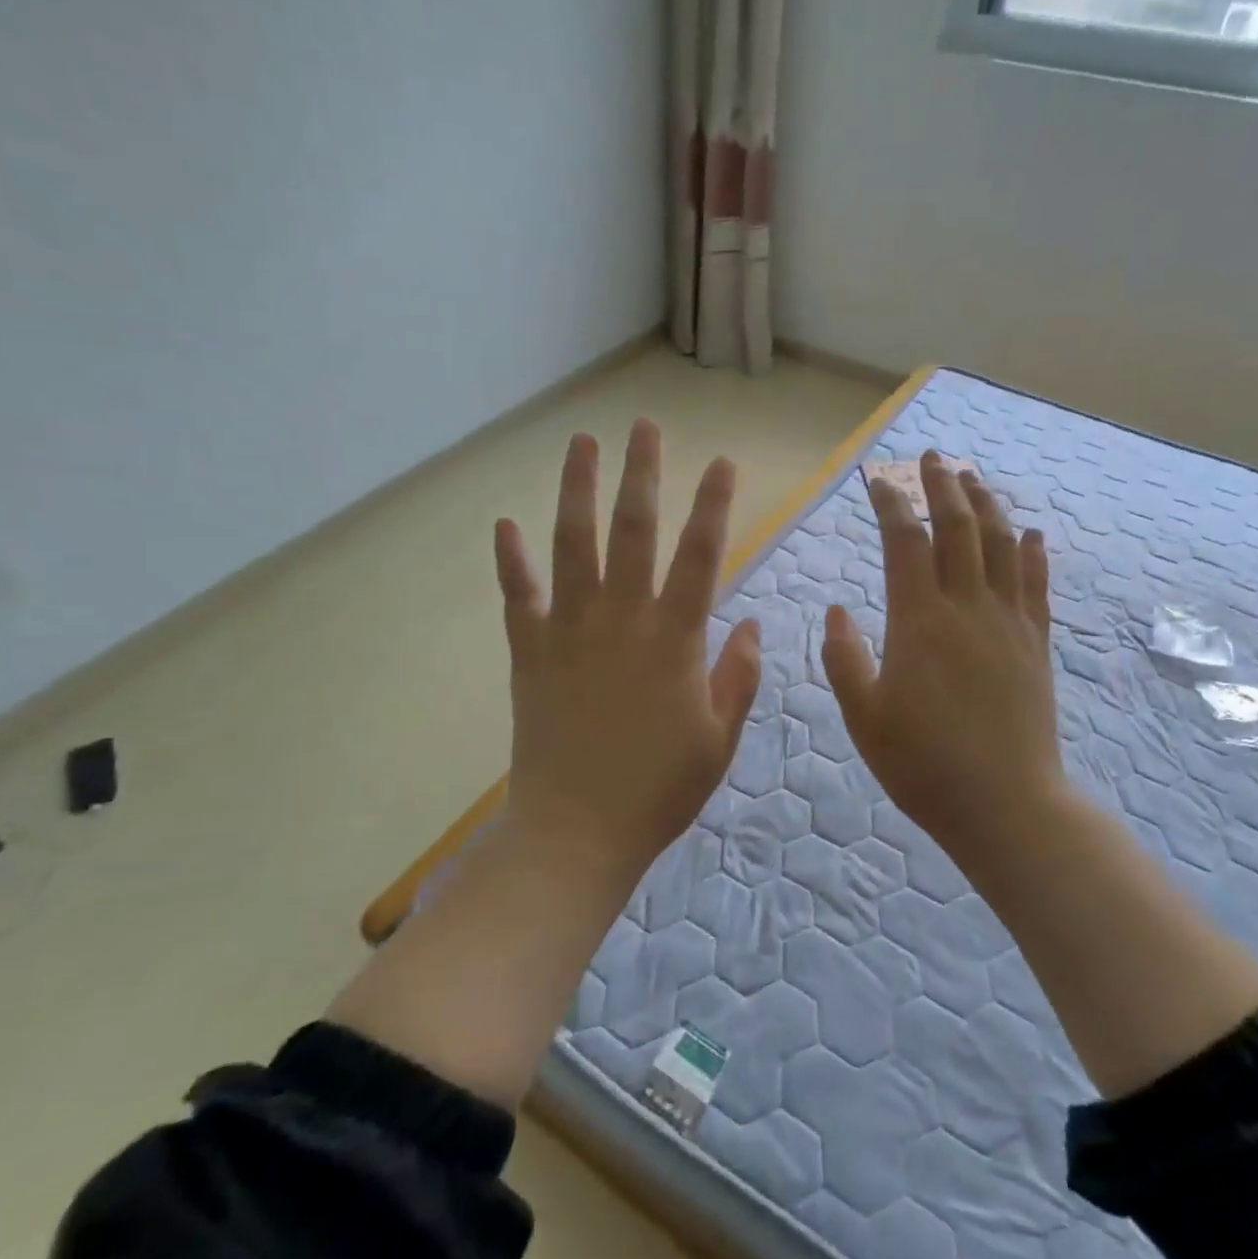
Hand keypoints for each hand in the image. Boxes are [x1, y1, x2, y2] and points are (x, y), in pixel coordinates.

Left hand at [493, 419, 760, 867]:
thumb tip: (753, 626)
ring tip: (581, 443)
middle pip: (633, 532)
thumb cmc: (659, 790)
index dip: (713, 505)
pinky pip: (517, 597)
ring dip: (577, 490)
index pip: (701, 556)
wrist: (577, 832)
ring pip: (572, 545)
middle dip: (641, 474)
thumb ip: (739, 677)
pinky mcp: (529, 654)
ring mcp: (569, 632)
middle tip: (644, 426)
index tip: (721, 462)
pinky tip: (504, 522)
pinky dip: (510, 560)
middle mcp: (621, 621)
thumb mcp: (719, 739)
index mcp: (674, 640)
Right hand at [821, 452, 1066, 857]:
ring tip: (973, 479)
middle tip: (932, 458)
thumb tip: (838, 609)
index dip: (892, 505)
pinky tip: (1031, 533)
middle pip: (959, 529)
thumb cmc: (922, 764)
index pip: (905, 543)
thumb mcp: (863, 715)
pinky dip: (1032, 553)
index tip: (878, 481)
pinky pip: (1036, 585)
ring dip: (987, 506)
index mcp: (919, 622)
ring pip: (1001, 547)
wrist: (1005, 804)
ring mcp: (1009, 624)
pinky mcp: (1036, 645)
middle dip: (943, 487)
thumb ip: (844, 657)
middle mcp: (968, 609)